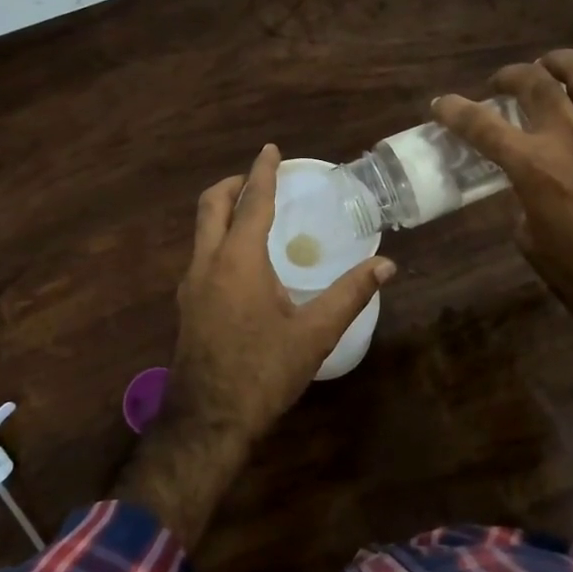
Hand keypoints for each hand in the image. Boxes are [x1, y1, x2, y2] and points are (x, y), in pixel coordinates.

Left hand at [115, 145, 393, 550]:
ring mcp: (190, 285)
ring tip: (252, 213)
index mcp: (238, 261)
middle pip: (211, 205)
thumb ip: (350, 294)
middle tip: (258, 177)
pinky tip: (242, 261)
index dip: (262, 173)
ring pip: (201, 230)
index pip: (252, 202)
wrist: (208, 421)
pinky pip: (201, 254)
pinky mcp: (186, 305)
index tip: (270, 150)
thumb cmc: (263, 373)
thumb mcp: (314, 334)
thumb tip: (386, 265)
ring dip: (223, 211)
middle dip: (233, 184)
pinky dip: (219, 238)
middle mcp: (207, 263)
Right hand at [433, 48, 572, 340]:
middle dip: (510, 76)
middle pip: (535, 83)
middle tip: (503, 84)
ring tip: (550, 65)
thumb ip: (522, 198)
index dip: (455, 110)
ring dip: (560, 62)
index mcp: (534, 168)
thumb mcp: (530, 239)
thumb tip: (526, 180)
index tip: (442, 104)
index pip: (482, 126)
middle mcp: (571, 138)